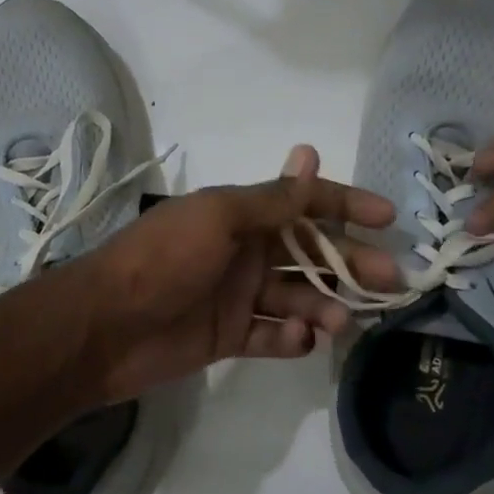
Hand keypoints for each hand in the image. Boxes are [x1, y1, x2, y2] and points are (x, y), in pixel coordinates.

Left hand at [75, 145, 399, 402]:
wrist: (104, 327)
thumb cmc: (163, 259)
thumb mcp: (218, 217)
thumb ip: (270, 199)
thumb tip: (310, 153)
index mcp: (241, 216)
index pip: (304, 203)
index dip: (345, 205)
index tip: (388, 218)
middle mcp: (244, 251)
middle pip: (310, 253)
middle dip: (350, 263)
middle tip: (389, 281)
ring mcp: (237, 296)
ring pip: (297, 297)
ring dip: (324, 306)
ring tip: (340, 322)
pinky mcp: (228, 336)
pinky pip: (271, 336)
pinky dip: (291, 339)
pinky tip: (300, 340)